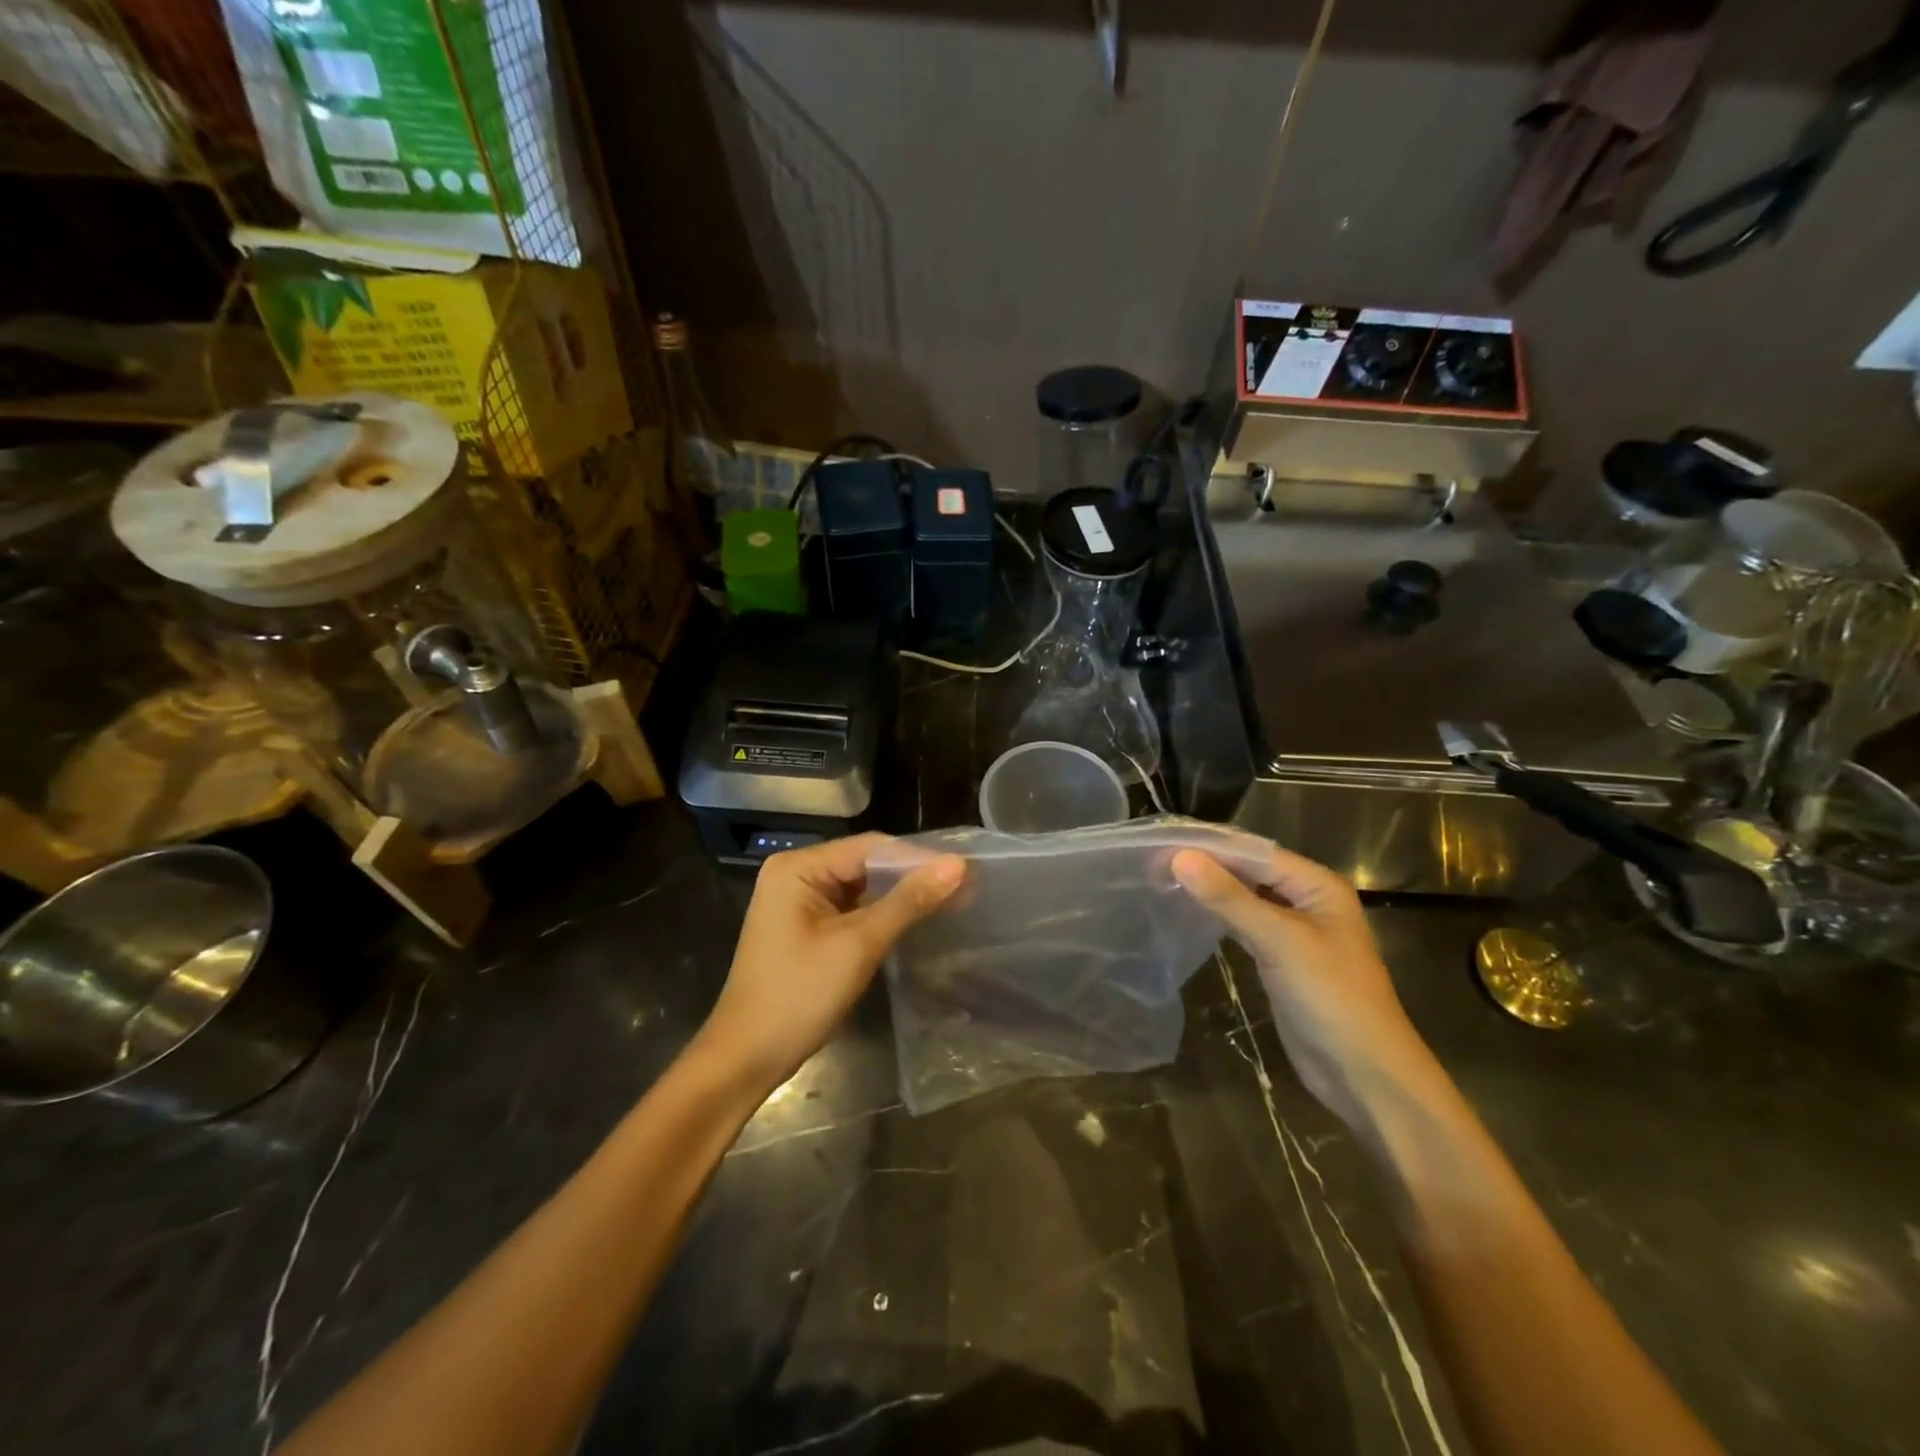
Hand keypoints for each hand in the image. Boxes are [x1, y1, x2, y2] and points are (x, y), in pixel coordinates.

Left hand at [695, 834, 965, 1094]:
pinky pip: (851, 908)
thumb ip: (909, 901)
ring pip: (861, 886)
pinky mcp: (805, 926)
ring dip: (901, 895)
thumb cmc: (799, 996)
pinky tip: (916, 919)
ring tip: (951, 900)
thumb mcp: (859, 945)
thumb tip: (958, 865)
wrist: (746, 1058)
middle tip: (965, 886)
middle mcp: (796, 873)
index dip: (919, 857)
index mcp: (799, 867)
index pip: (871, 847)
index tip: (966, 869)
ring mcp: (798, 901)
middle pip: (866, 863)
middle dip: (913, 876)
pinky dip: (882, 913)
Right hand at [1172, 845, 1434, 1128]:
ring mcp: (1294, 933)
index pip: (1257, 853)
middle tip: (1156, 860)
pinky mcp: (1280, 961)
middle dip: (1209, 867)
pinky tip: (1189, 913)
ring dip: (1211, 891)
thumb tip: (1180, 857)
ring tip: (1164, 879)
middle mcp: (1308, 902)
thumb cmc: (1330, 996)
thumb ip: (1229, 897)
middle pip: (1251, 873)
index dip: (1213, 846)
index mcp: (1318, 886)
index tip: (1165, 841)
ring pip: (1246, 900)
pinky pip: (1245, 927)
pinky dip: (1219, 918)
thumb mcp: (1279, 940)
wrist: (1363, 1074)